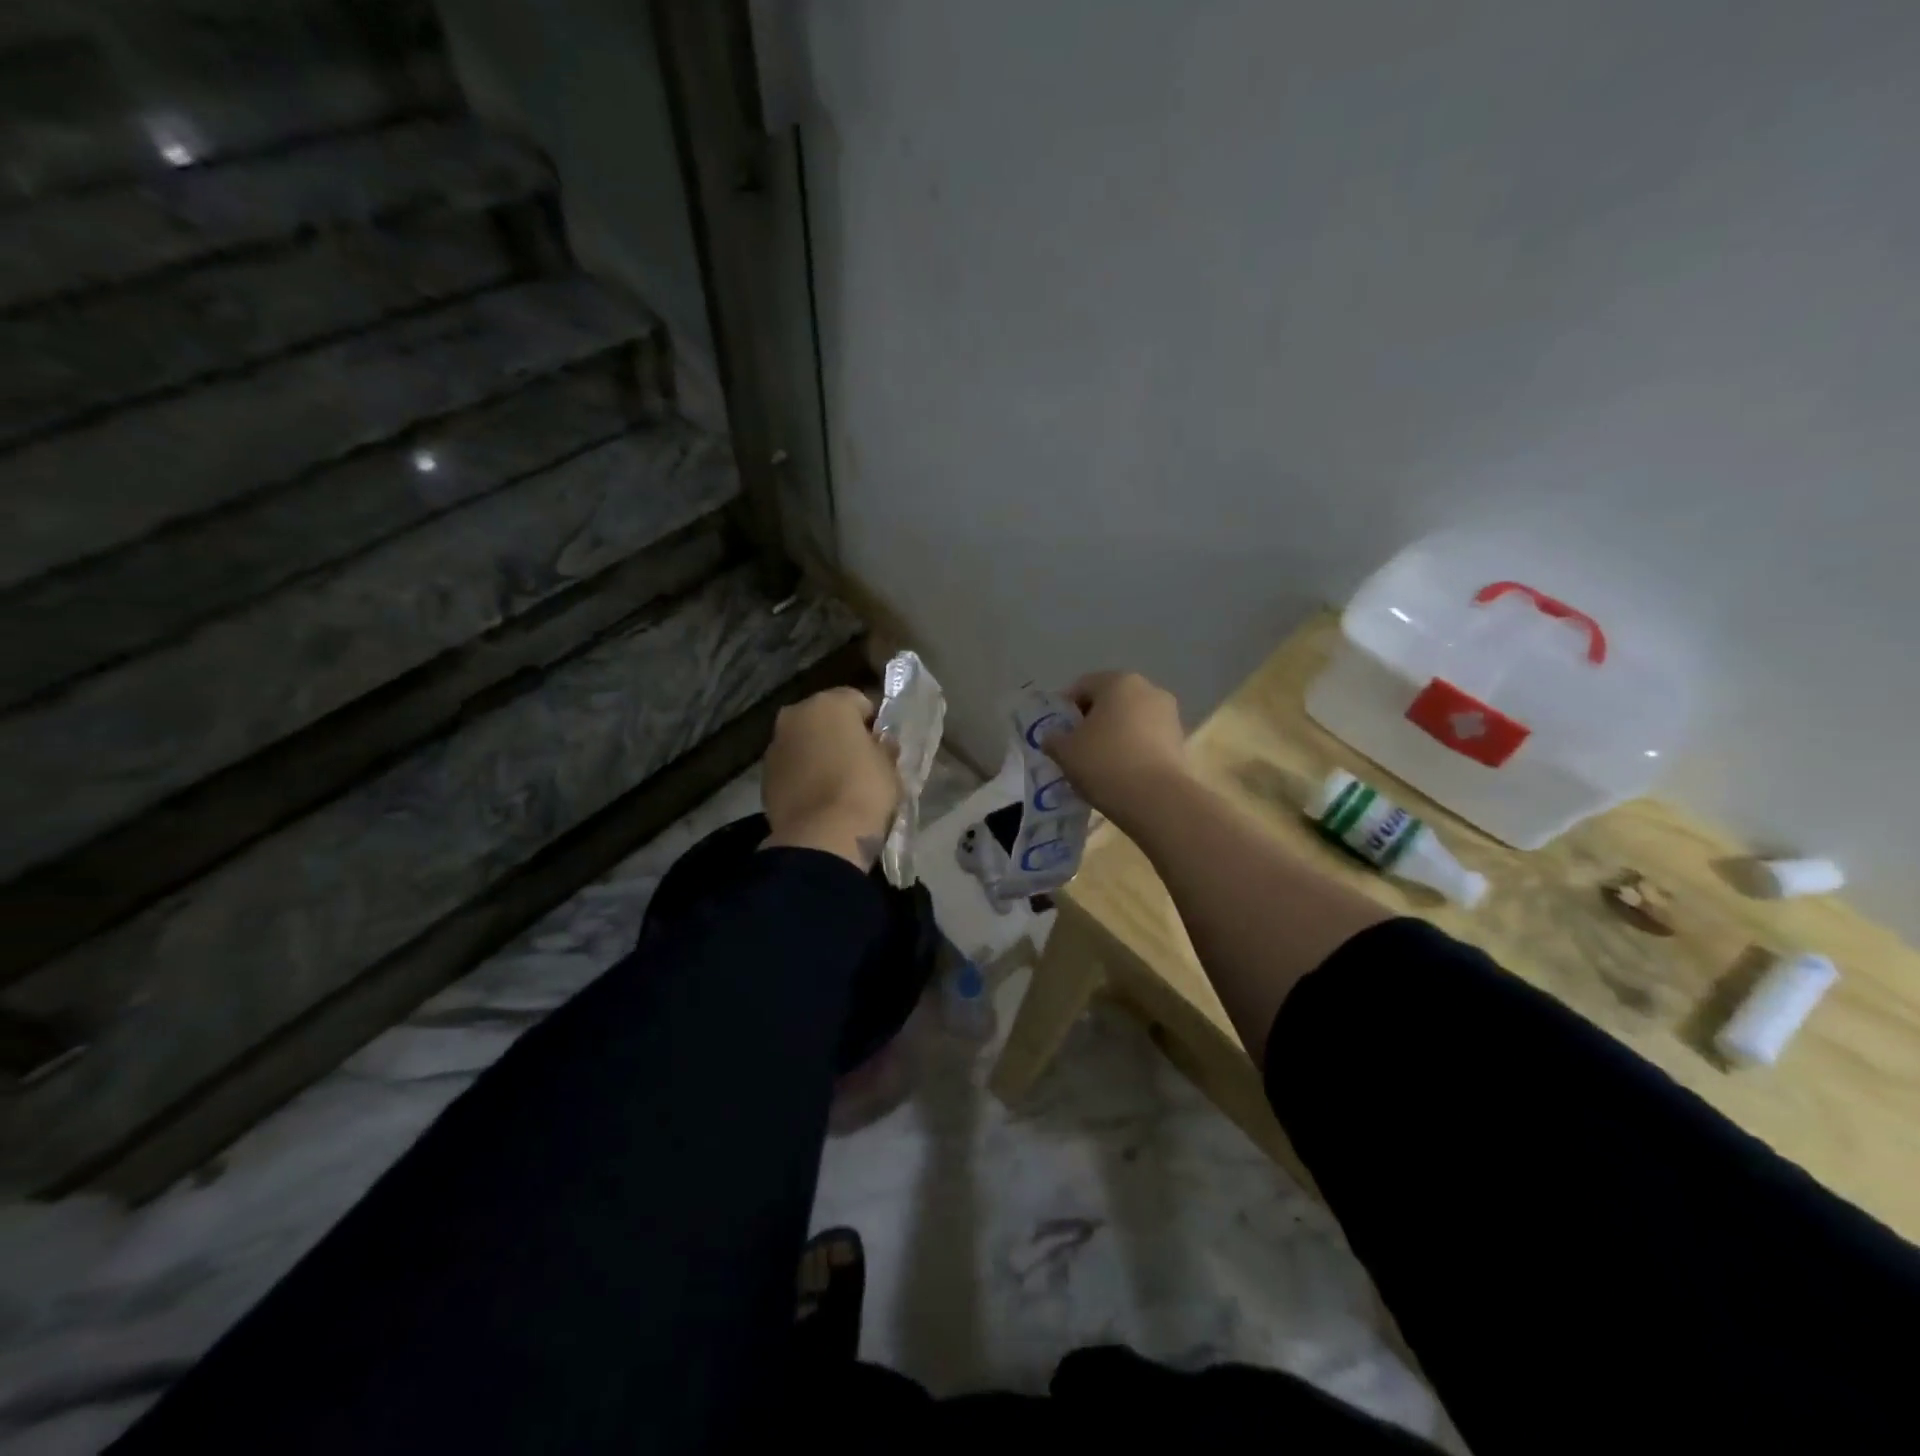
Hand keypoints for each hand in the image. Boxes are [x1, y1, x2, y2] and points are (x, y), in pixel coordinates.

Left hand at [761, 687, 899, 870]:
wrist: (822, 836)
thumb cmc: (865, 790)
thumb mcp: (889, 766)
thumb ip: (884, 747)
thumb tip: (880, 742)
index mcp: (830, 703)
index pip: (859, 701)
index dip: (873, 722)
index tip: (882, 744)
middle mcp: (796, 715)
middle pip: (825, 718)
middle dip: (840, 734)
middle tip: (859, 761)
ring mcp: (775, 745)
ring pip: (804, 741)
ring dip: (818, 753)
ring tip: (837, 782)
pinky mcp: (764, 776)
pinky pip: (791, 767)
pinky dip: (802, 775)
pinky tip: (818, 796)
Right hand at [1044, 671, 1188, 829]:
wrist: (1158, 800)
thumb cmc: (1105, 763)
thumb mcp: (1065, 751)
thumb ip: (1054, 738)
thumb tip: (1054, 737)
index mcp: (1118, 682)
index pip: (1082, 686)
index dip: (1064, 709)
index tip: (1055, 734)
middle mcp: (1149, 690)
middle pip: (1110, 701)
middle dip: (1091, 721)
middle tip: (1074, 749)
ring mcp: (1169, 716)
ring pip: (1130, 721)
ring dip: (1113, 736)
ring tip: (1098, 765)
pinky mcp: (1181, 742)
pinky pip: (1147, 740)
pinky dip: (1132, 750)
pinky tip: (1121, 774)